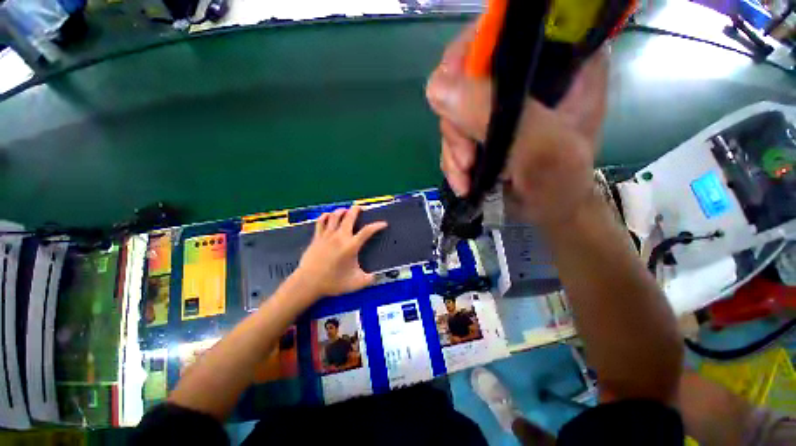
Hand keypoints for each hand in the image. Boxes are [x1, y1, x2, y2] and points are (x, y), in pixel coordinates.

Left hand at [293, 206, 387, 297]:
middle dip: (356, 210)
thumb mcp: (356, 283)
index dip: (377, 226)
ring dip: (342, 211)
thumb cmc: (333, 283)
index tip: (383, 224)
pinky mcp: (317, 237)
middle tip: (360, 208)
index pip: (367, 231)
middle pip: (349, 217)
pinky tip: (329, 215)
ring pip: (335, 216)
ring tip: (346, 210)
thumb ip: (369, 279)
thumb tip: (377, 277)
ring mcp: (327, 235)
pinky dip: (326, 216)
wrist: (308, 283)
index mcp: (351, 246)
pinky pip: (321, 222)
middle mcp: (340, 237)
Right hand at [426, 23, 608, 227]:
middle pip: (465, 79)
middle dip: (457, 125)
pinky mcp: (483, 128)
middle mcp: (524, 75)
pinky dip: (452, 161)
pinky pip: (452, 136)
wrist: (548, 211)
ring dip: (453, 150)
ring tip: (465, 177)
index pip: (499, 32)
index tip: (455, 101)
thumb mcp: (539, 149)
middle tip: (467, 159)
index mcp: (557, 59)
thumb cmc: (559, 184)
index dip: (468, 59)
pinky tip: (463, 180)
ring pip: (453, 112)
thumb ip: (494, 115)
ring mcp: (499, 104)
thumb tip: (436, 89)